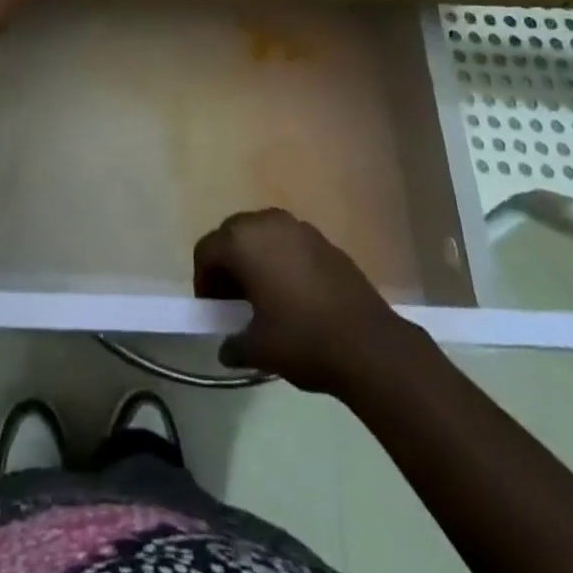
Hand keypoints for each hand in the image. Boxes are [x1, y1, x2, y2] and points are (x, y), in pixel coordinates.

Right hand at [193, 208, 426, 394]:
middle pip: (232, 234)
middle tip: (232, 299)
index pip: (207, 250)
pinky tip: (293, 293)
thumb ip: (233, 344)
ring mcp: (298, 227)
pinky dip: (280, 259)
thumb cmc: (303, 340)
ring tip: (263, 295)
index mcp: (243, 242)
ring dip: (254, 257)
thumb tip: (227, 347)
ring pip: (261, 233)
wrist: (369, 344)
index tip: (211, 309)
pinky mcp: (323, 239)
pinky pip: (288, 241)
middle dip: (227, 263)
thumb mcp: (258, 349)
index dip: (203, 279)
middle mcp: (267, 223)